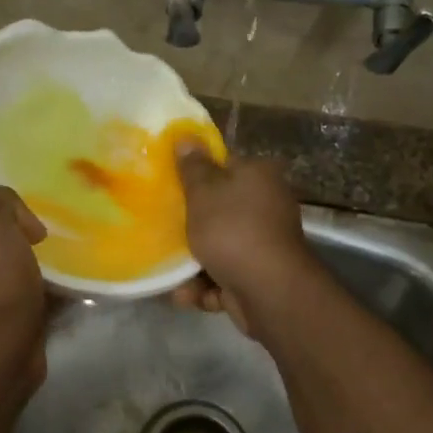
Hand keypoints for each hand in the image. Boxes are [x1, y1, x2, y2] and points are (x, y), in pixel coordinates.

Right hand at [169, 142, 313, 336]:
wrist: (268, 291)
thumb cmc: (233, 231)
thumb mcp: (204, 193)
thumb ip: (193, 168)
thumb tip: (186, 137)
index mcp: (259, 177)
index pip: (225, 166)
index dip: (196, 175)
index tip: (170, 186)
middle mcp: (267, 206)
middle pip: (220, 210)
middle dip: (192, 226)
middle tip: (163, 230)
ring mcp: (265, 244)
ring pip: (219, 248)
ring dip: (194, 264)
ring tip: (172, 276)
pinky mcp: (259, 277)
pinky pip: (225, 277)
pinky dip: (207, 287)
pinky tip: (188, 295)